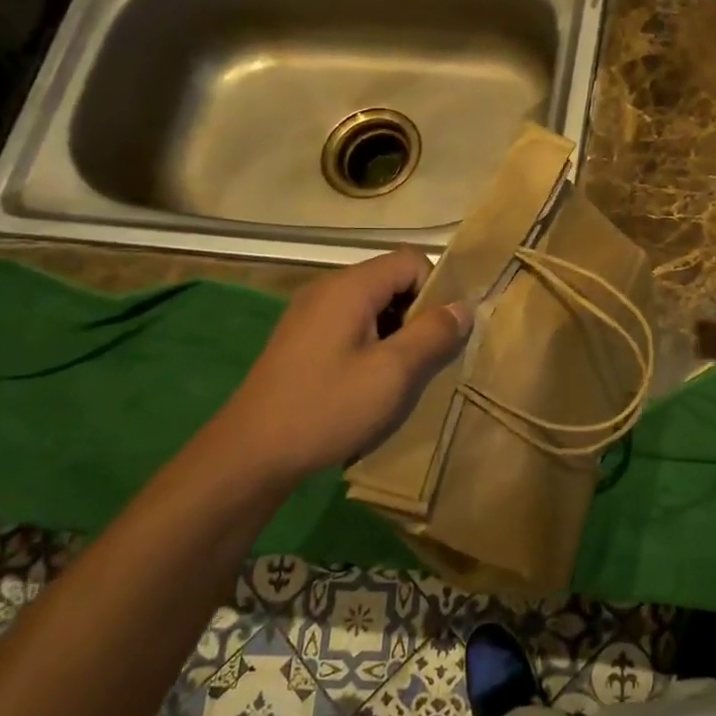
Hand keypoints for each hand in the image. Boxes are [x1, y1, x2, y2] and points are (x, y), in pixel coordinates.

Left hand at [190, 249, 469, 494]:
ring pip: (373, 305)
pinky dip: (372, 343)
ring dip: (397, 332)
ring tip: (401, 374)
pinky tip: (371, 381)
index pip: (411, 261)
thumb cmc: (327, 408)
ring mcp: (310, 314)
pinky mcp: (302, 339)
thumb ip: (433, 334)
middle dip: (418, 313)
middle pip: (392, 280)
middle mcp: (328, 289)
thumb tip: (463, 307)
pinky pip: (351, 325)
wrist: (251, 454)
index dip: (435, 290)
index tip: (440, 333)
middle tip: (425, 358)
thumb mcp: (393, 373)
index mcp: (350, 287)